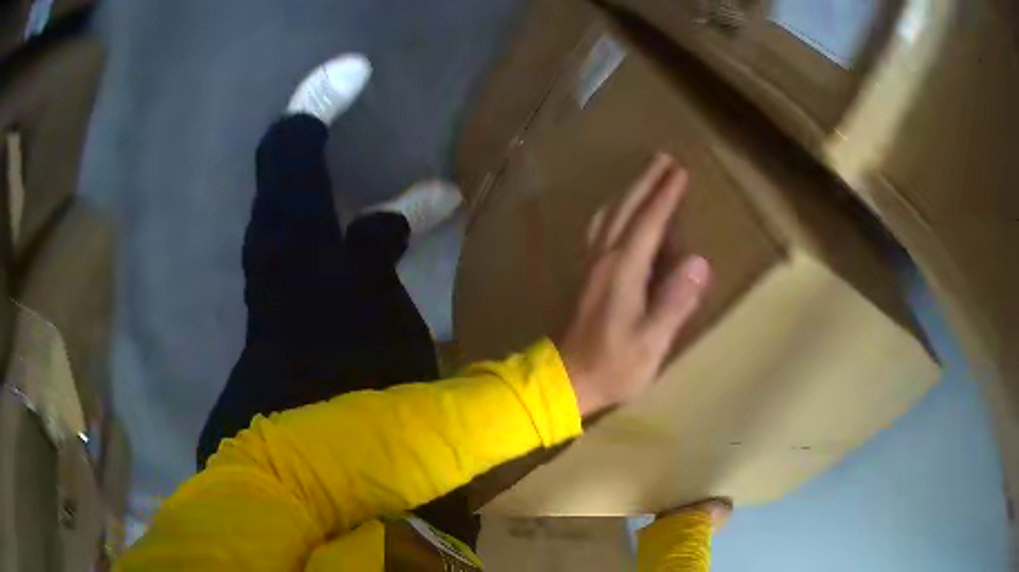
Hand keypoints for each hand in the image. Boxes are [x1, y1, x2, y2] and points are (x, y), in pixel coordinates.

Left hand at [556, 154, 711, 416]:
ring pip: (609, 216)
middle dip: (645, 182)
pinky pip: (601, 230)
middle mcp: (604, 260)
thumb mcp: (651, 342)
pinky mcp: (585, 277)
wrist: (565, 380)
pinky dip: (614, 212)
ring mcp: (591, 266)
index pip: (648, 223)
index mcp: (623, 271)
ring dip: (628, 192)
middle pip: (625, 209)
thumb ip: (674, 302)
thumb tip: (699, 262)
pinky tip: (617, 214)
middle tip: (662, 159)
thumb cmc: (612, 366)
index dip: (665, 196)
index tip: (680, 172)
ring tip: (644, 177)